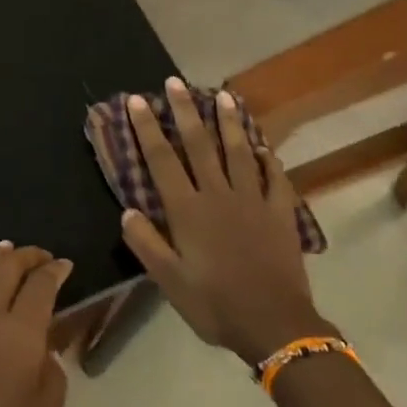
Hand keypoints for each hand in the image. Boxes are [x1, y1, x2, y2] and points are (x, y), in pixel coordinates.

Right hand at [121, 78, 332, 363]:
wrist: (275, 324)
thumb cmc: (215, 304)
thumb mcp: (170, 282)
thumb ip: (147, 244)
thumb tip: (126, 211)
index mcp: (188, 210)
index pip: (162, 161)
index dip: (148, 129)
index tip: (138, 100)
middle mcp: (218, 195)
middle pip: (199, 145)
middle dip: (185, 111)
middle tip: (176, 82)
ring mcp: (253, 200)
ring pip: (238, 152)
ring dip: (229, 122)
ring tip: (223, 96)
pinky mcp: (280, 212)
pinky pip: (275, 179)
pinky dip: (269, 160)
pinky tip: (264, 147)